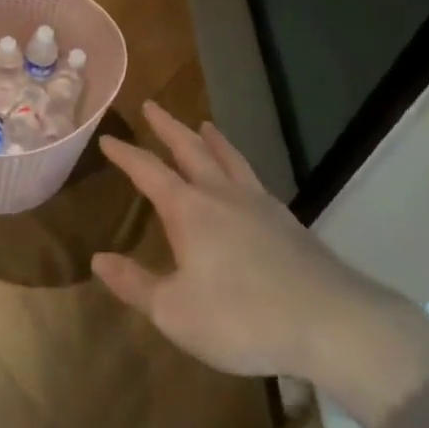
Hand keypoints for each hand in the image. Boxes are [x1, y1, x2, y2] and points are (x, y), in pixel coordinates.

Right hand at [93, 102, 428, 423]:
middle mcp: (220, 193)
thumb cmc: (242, 317)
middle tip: (152, 105)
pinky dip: (239, 163)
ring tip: (203, 124)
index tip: (107, 138)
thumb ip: (135, 284)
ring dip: (210, 138)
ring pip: (227, 157)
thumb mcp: (175, 312)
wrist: (329, 322)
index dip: (125, 154)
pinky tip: (244, 176)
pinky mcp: (285, 219)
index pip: (148, 170)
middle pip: (189, 148)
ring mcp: (257, 202)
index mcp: (188, 209)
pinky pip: (253, 176)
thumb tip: (98, 259)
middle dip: (167, 127)